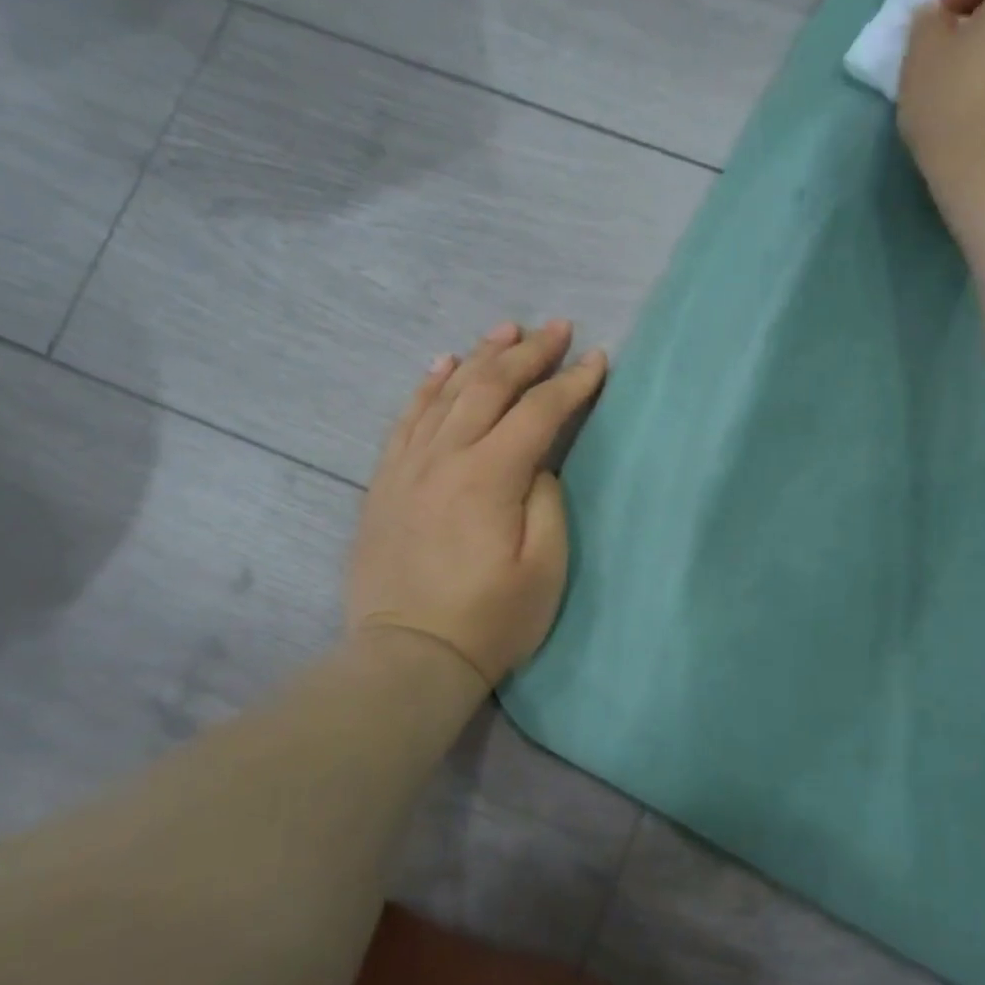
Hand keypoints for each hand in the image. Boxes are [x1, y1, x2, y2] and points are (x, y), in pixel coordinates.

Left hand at [346, 320, 607, 686]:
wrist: (409, 655)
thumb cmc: (490, 620)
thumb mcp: (545, 568)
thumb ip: (547, 501)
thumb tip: (536, 463)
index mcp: (490, 476)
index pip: (538, 411)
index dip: (573, 383)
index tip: (598, 360)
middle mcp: (445, 457)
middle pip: (490, 387)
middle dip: (529, 353)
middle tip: (557, 329)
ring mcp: (408, 466)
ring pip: (446, 393)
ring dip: (480, 356)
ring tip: (506, 330)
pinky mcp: (386, 482)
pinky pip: (406, 418)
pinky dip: (427, 386)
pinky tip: (441, 365)